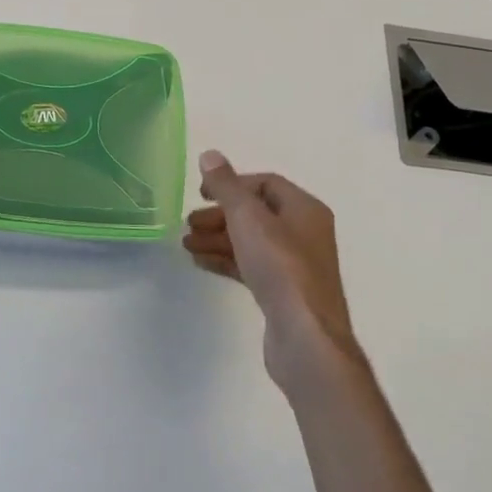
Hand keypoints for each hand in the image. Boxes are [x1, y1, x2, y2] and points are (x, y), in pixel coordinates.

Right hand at [183, 150, 364, 391]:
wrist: (305, 336)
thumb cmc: (280, 267)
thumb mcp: (248, 218)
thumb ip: (226, 186)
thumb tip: (210, 155)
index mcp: (304, 209)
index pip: (265, 184)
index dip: (231, 184)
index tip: (201, 194)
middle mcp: (305, 233)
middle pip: (256, 213)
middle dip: (220, 216)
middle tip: (189, 224)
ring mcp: (296, 265)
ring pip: (251, 242)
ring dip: (218, 239)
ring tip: (186, 245)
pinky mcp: (284, 293)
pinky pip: (251, 266)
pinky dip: (226, 261)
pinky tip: (201, 263)